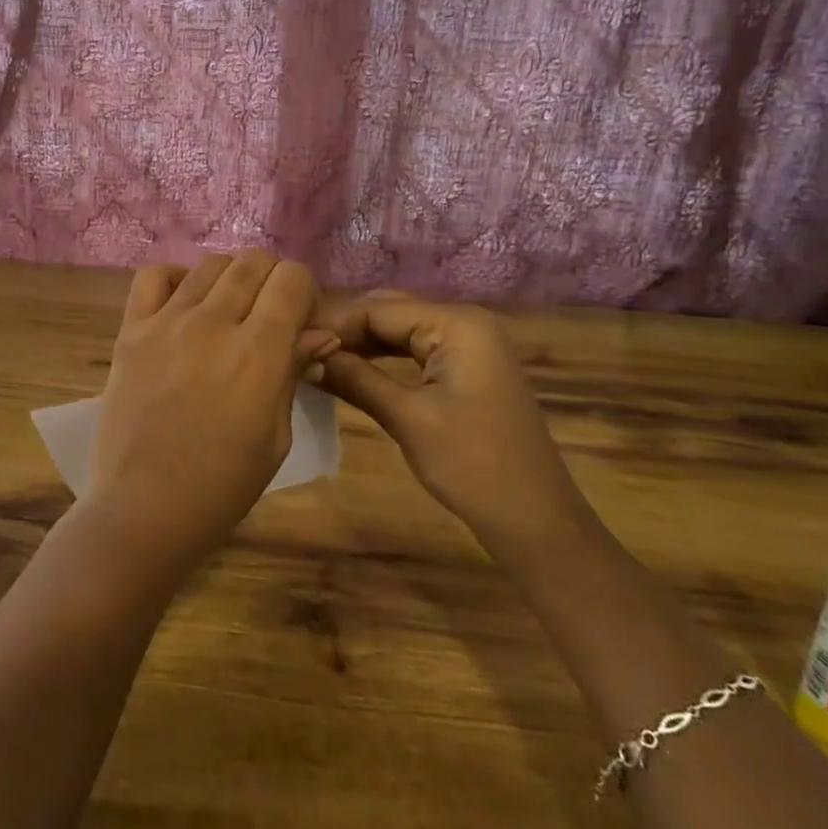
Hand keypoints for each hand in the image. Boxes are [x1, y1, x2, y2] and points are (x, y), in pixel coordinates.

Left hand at [85, 250, 331, 577]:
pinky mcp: (131, 330)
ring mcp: (167, 322)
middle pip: (253, 262)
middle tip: (268, 316)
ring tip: (228, 311)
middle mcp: (214, 323)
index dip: (304, 292)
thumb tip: (321, 334)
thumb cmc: (222, 485)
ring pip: (210, 264)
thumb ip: (293, 373)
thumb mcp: (275, 436)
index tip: (301, 319)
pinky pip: (152, 276)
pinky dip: (175, 278)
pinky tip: (183, 303)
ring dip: (230, 278)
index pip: (292, 279)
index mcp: (259, 352)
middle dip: (272, 280)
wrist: (144, 507)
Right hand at [318, 293, 588, 558]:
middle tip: (301, 354)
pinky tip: (353, 372)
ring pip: (401, 331)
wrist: (535, 519)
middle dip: (346, 331)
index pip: (378, 309)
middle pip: (390, 312)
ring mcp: (471, 344)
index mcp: (456, 323)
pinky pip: (417, 350)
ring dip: (362, 345)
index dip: (334, 326)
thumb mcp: (407, 418)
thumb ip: (355, 378)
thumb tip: (307, 356)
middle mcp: (465, 321)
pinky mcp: (470, 368)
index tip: (292, 346)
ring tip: (318, 362)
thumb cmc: (472, 464)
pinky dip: (385, 359)